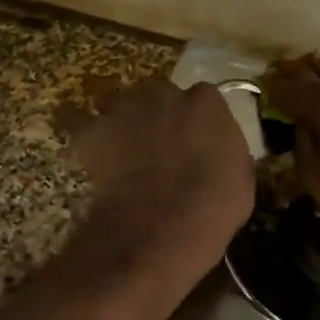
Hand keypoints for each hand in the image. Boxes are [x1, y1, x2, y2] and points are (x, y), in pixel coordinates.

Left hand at [61, 78, 254, 268]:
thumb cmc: (213, 205)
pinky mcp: (93, 133)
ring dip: (123, 121)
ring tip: (123, 149)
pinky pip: (79, 122)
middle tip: (160, 144)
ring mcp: (125, 110)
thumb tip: (218, 154)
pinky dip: (85, 134)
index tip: (197, 139)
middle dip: (159, 113)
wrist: (162, 225)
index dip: (197, 119)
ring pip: (121, 105)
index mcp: (206, 103)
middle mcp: (164, 95)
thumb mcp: (240, 178)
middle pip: (159, 94)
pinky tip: (89, 150)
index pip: (203, 98)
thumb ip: (227, 153)